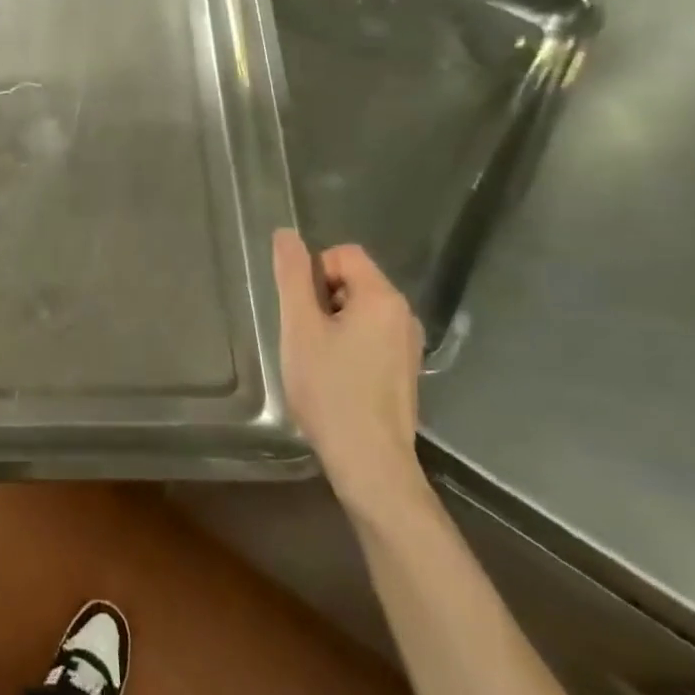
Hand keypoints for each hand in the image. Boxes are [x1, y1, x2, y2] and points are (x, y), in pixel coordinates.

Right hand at [273, 230, 425, 517]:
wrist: (369, 461)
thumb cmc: (329, 389)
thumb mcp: (300, 327)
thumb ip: (292, 276)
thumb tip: (286, 234)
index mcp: (382, 298)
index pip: (343, 254)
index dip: (314, 274)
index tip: (303, 313)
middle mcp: (404, 314)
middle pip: (353, 280)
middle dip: (322, 299)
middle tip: (306, 339)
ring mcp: (408, 345)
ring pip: (360, 310)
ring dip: (333, 324)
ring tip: (319, 360)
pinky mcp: (405, 370)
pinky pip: (371, 336)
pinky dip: (349, 345)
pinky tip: (337, 378)